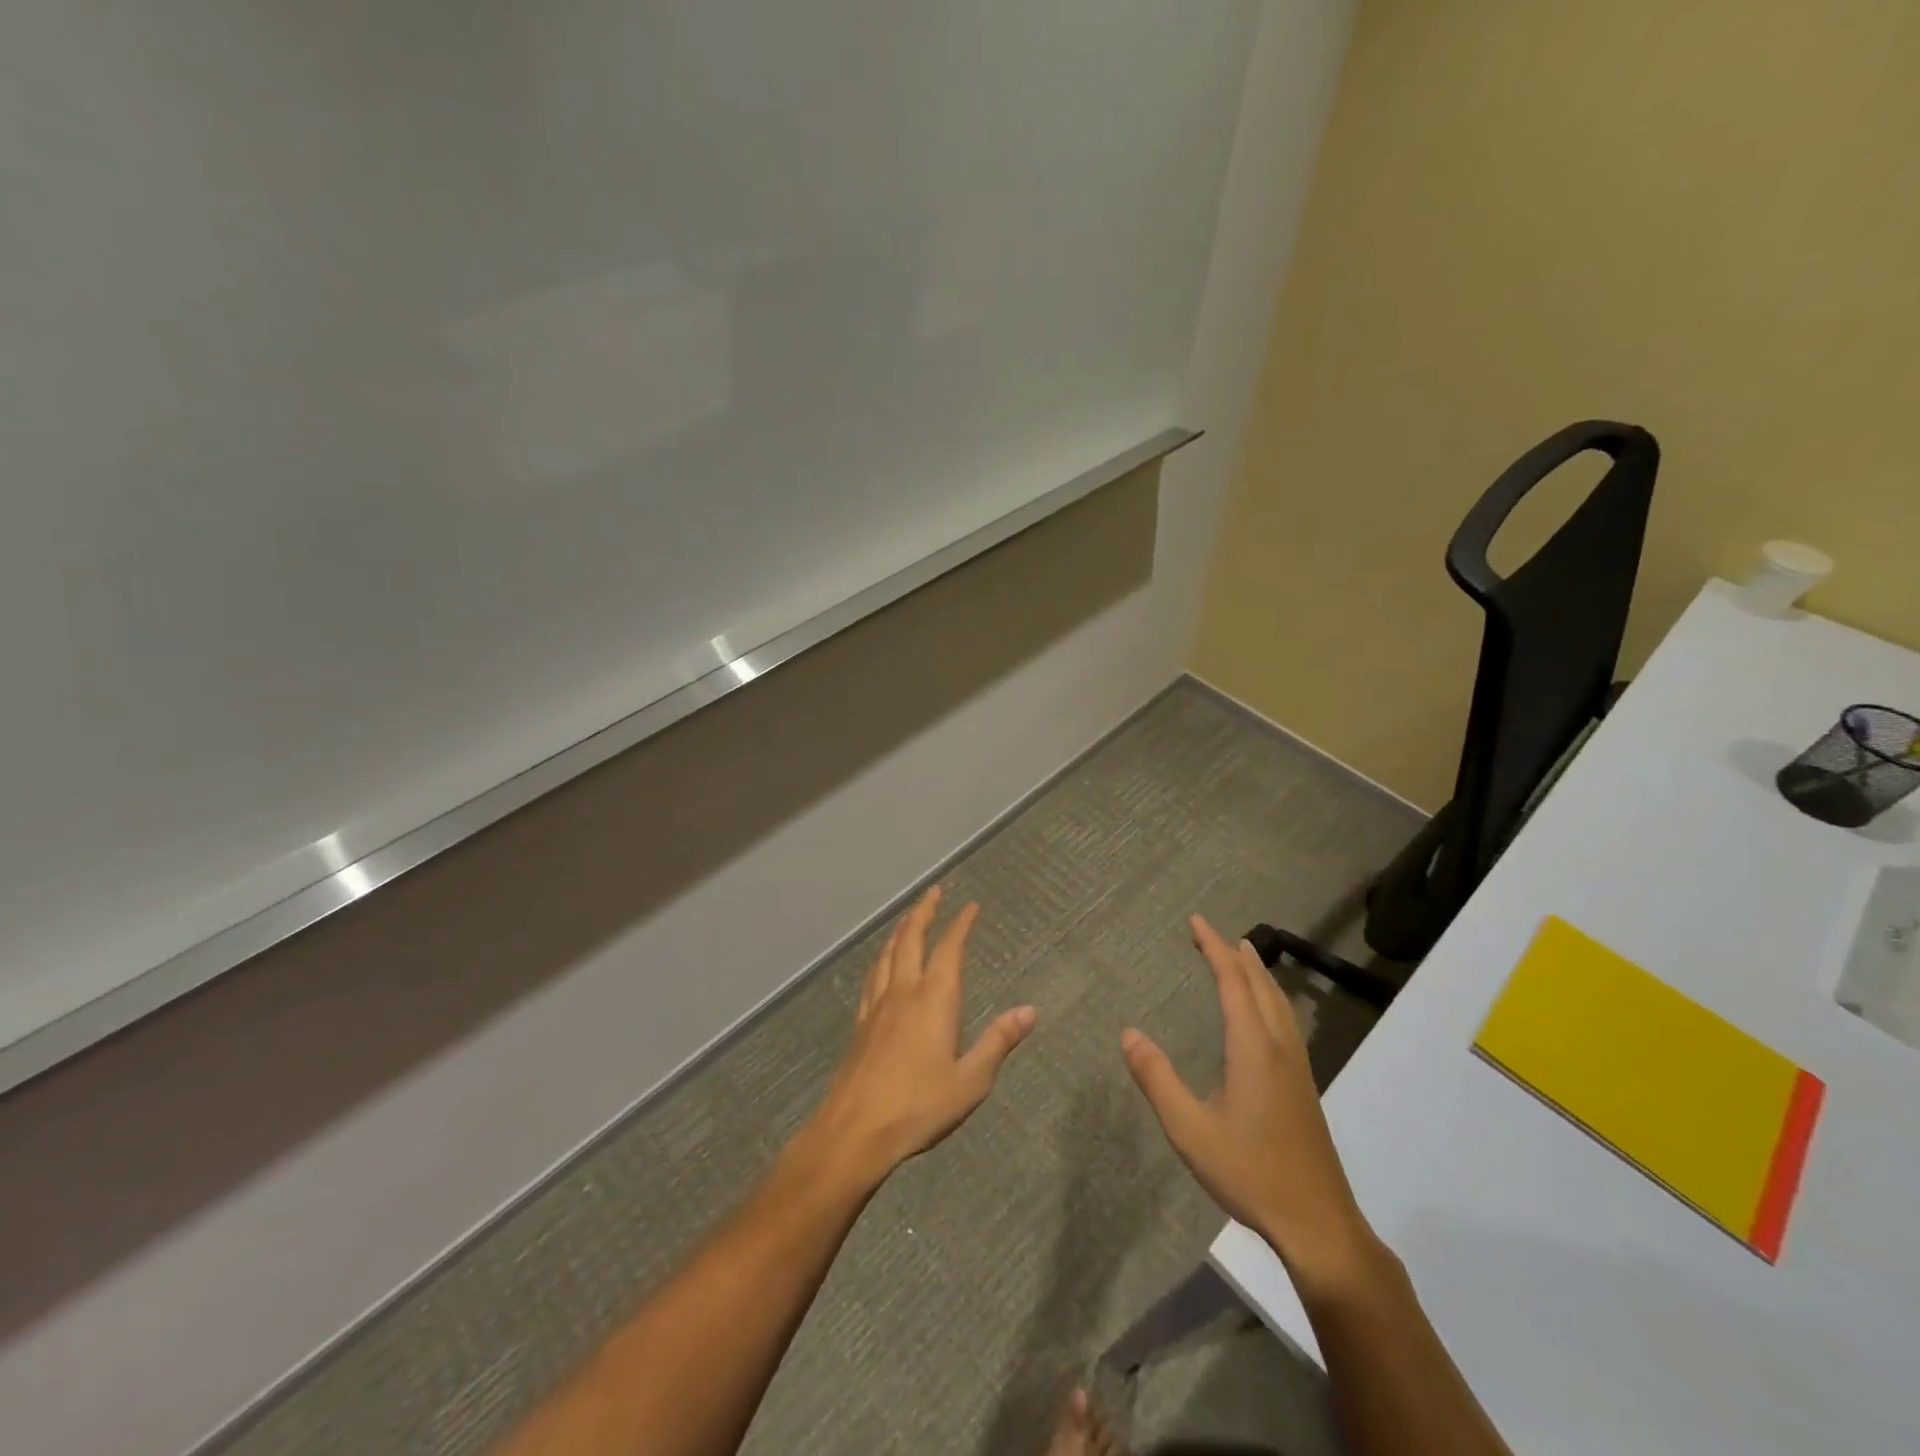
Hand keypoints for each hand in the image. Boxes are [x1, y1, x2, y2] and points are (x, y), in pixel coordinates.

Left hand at [806, 887, 1035, 1186]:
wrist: (854, 1131)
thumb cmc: (919, 1106)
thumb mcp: (971, 1080)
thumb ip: (999, 1042)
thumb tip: (1030, 1010)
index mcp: (934, 999)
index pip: (949, 949)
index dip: (960, 924)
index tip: (971, 906)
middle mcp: (904, 992)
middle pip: (911, 939)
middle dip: (924, 912)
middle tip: (934, 891)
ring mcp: (877, 1006)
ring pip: (888, 953)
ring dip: (901, 930)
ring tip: (909, 918)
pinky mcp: (860, 1024)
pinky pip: (872, 976)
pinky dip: (882, 958)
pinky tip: (881, 965)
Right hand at [1122, 915, 1381, 1294]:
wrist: (1318, 1222)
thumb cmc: (1250, 1172)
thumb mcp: (1189, 1129)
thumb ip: (1157, 1078)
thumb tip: (1128, 1033)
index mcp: (1252, 1048)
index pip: (1232, 982)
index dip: (1213, 948)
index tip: (1196, 921)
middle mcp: (1278, 1046)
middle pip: (1259, 984)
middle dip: (1234, 953)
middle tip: (1210, 932)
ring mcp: (1296, 1066)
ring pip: (1278, 1002)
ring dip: (1258, 972)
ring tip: (1243, 954)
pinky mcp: (1303, 1085)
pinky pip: (1285, 1019)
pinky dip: (1270, 996)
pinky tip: (1264, 1012)